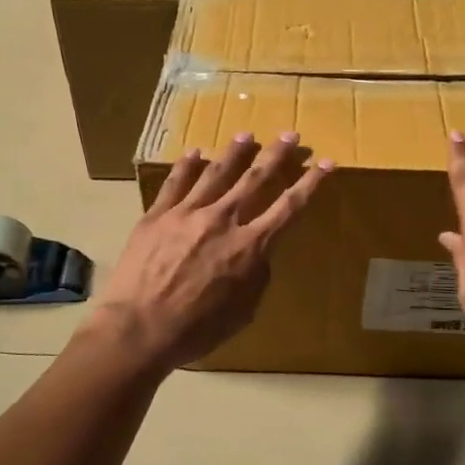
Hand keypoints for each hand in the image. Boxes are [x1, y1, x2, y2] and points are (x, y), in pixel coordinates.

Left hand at [92, 132, 331, 369]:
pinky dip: (187, 165)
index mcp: (250, 246)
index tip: (326, 163)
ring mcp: (188, 213)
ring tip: (247, 134)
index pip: (289, 207)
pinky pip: (175, 182)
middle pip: (256, 179)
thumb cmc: (196, 330)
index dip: (311, 183)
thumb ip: (257, 277)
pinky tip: (195, 153)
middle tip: (290, 135)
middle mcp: (223, 220)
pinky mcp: (157, 214)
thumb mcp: (243, 312)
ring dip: (235, 152)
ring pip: (217, 172)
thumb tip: (259, 254)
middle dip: (277, 155)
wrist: (137, 329)